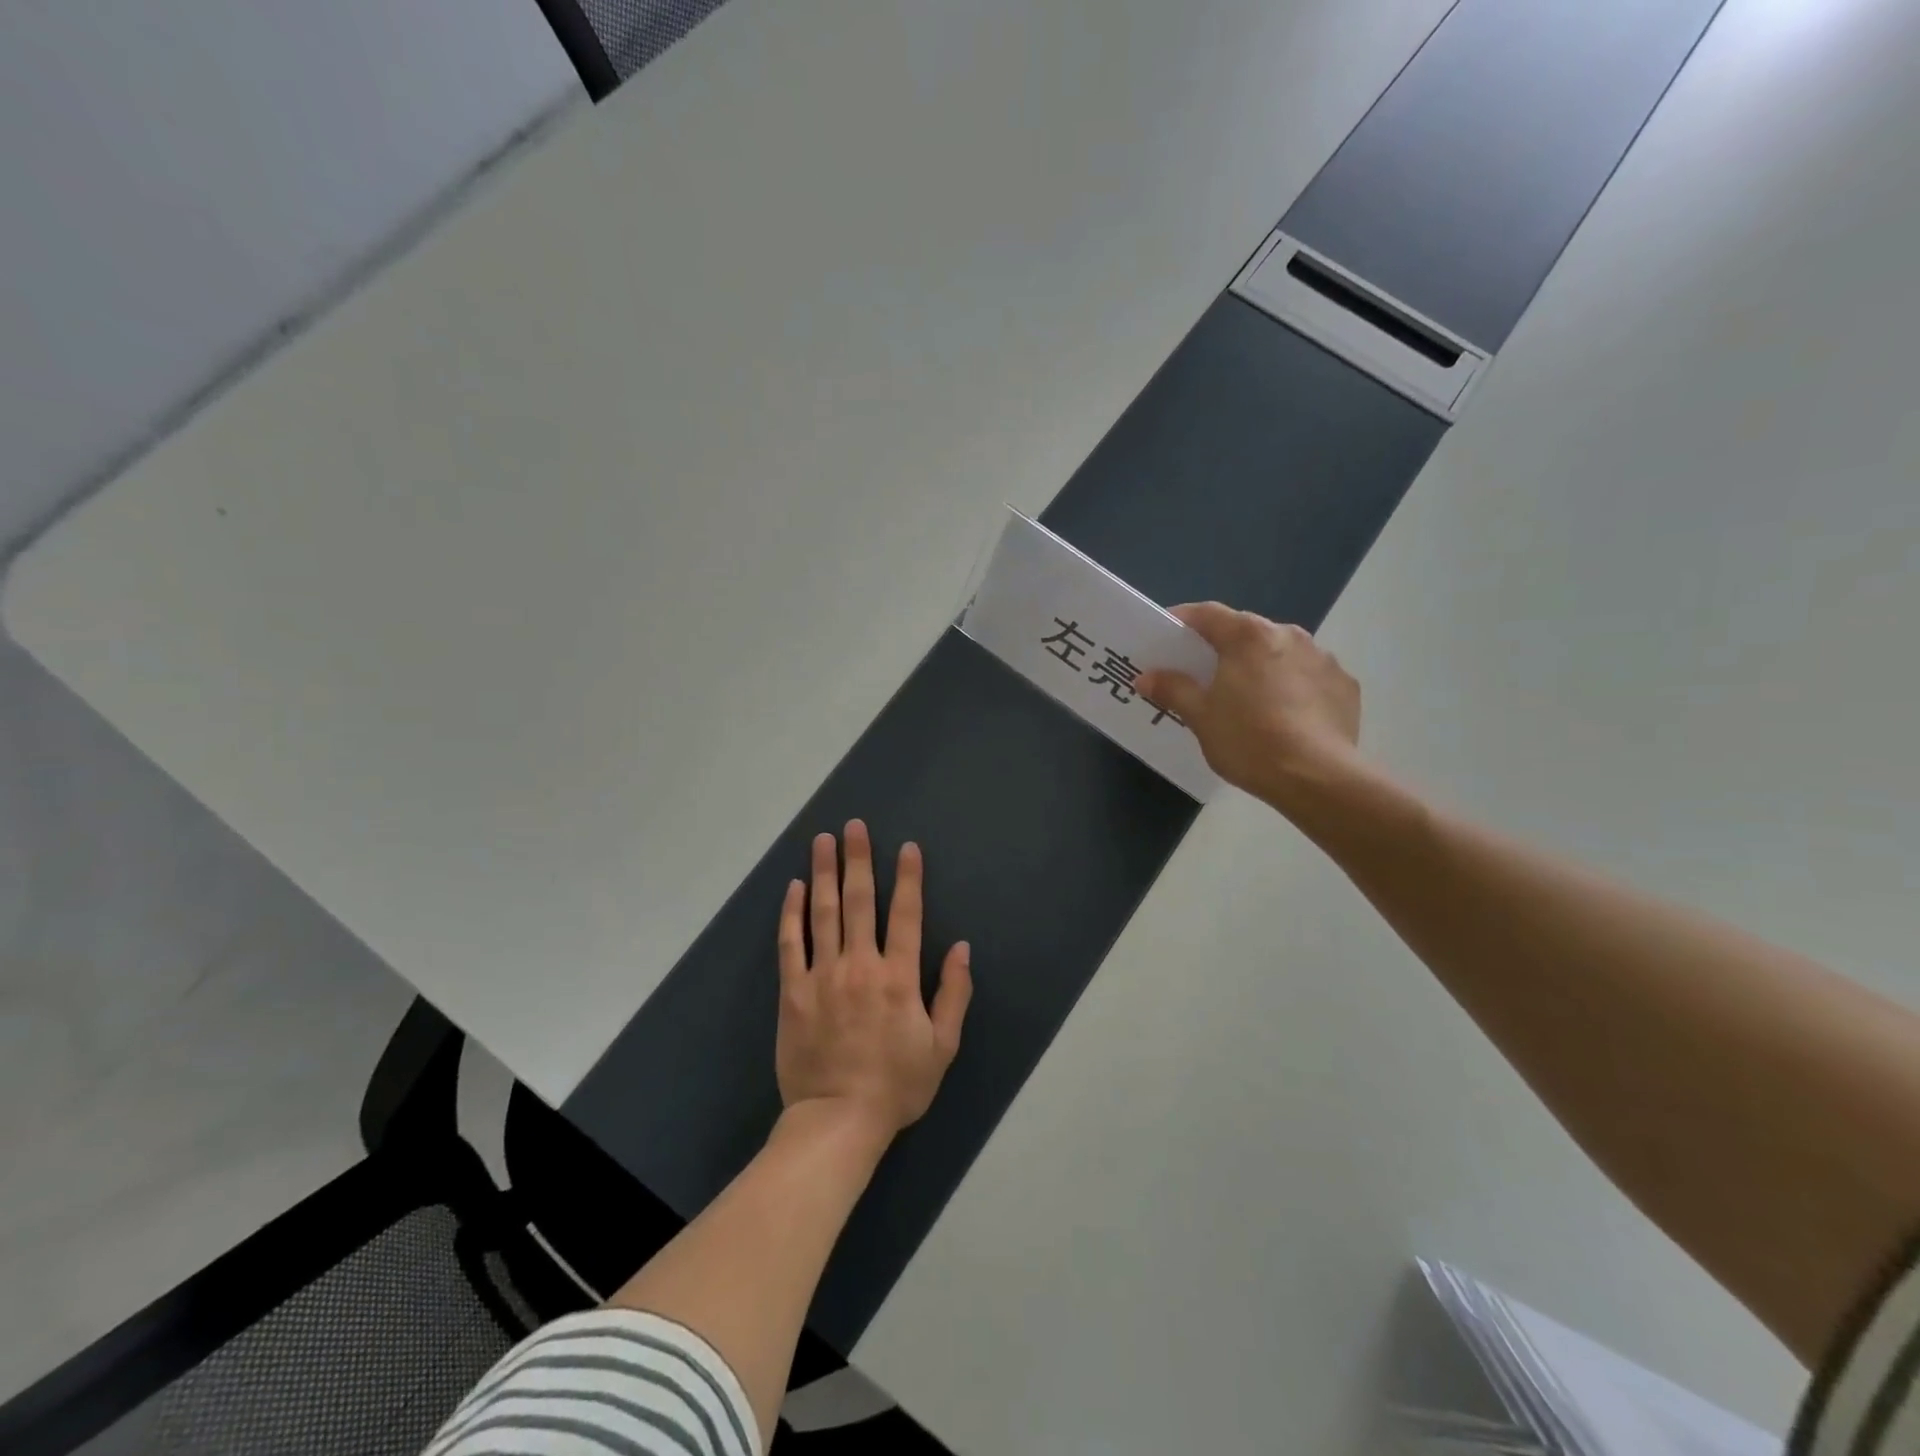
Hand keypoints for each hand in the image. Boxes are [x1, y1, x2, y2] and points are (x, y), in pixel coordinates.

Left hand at [775, 820, 971, 1139]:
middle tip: (854, 826)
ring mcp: (823, 976)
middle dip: (859, 859)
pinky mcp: (794, 992)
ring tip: (822, 841)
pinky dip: (792, 913)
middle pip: (860, 902)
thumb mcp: (942, 1046)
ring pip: (824, 913)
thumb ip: (954, 994)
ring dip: (824, 873)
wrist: (838, 1120)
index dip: (909, 878)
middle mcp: (861, 966)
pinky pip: (792, 944)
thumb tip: (963, 948)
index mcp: (899, 978)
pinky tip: (795, 888)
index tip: (906, 847)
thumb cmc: (896, 1085)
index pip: (907, 915)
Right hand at [1137, 602, 1361, 815]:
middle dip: (1223, 648)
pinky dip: (1293, 687)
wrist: (1316, 777)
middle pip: (1246, 631)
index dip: (1183, 621)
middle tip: (1204, 674)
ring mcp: (1322, 658)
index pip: (1207, 614)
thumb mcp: (1200, 717)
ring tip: (1247, 700)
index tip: (1166, 636)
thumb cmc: (1248, 740)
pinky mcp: (1345, 685)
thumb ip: (1173, 689)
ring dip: (1261, 666)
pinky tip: (1285, 717)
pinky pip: (1309, 676)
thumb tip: (1147, 676)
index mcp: (1247, 636)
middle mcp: (1288, 635)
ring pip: (1280, 653)